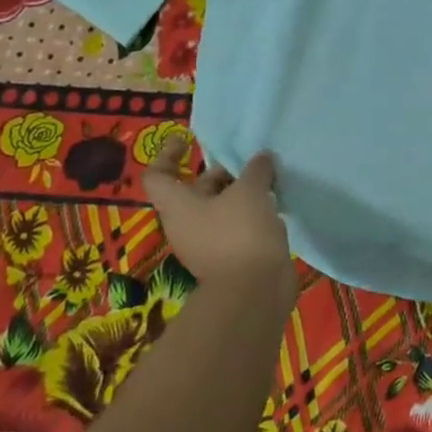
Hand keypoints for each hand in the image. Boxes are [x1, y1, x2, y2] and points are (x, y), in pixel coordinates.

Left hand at [144, 139, 294, 306]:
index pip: (157, 176)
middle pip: (194, 190)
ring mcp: (207, 242)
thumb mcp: (251, 190)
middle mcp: (186, 224)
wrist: (253, 290)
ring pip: (218, 208)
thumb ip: (256, 169)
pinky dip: (250, 214)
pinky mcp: (228, 256)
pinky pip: (235, 226)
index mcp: (178, 206)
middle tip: (248, 162)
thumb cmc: (241, 232)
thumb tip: (262, 158)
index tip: (186, 141)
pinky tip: (274, 206)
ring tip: (268, 180)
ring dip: (240, 193)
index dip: (167, 154)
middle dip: (220, 173)